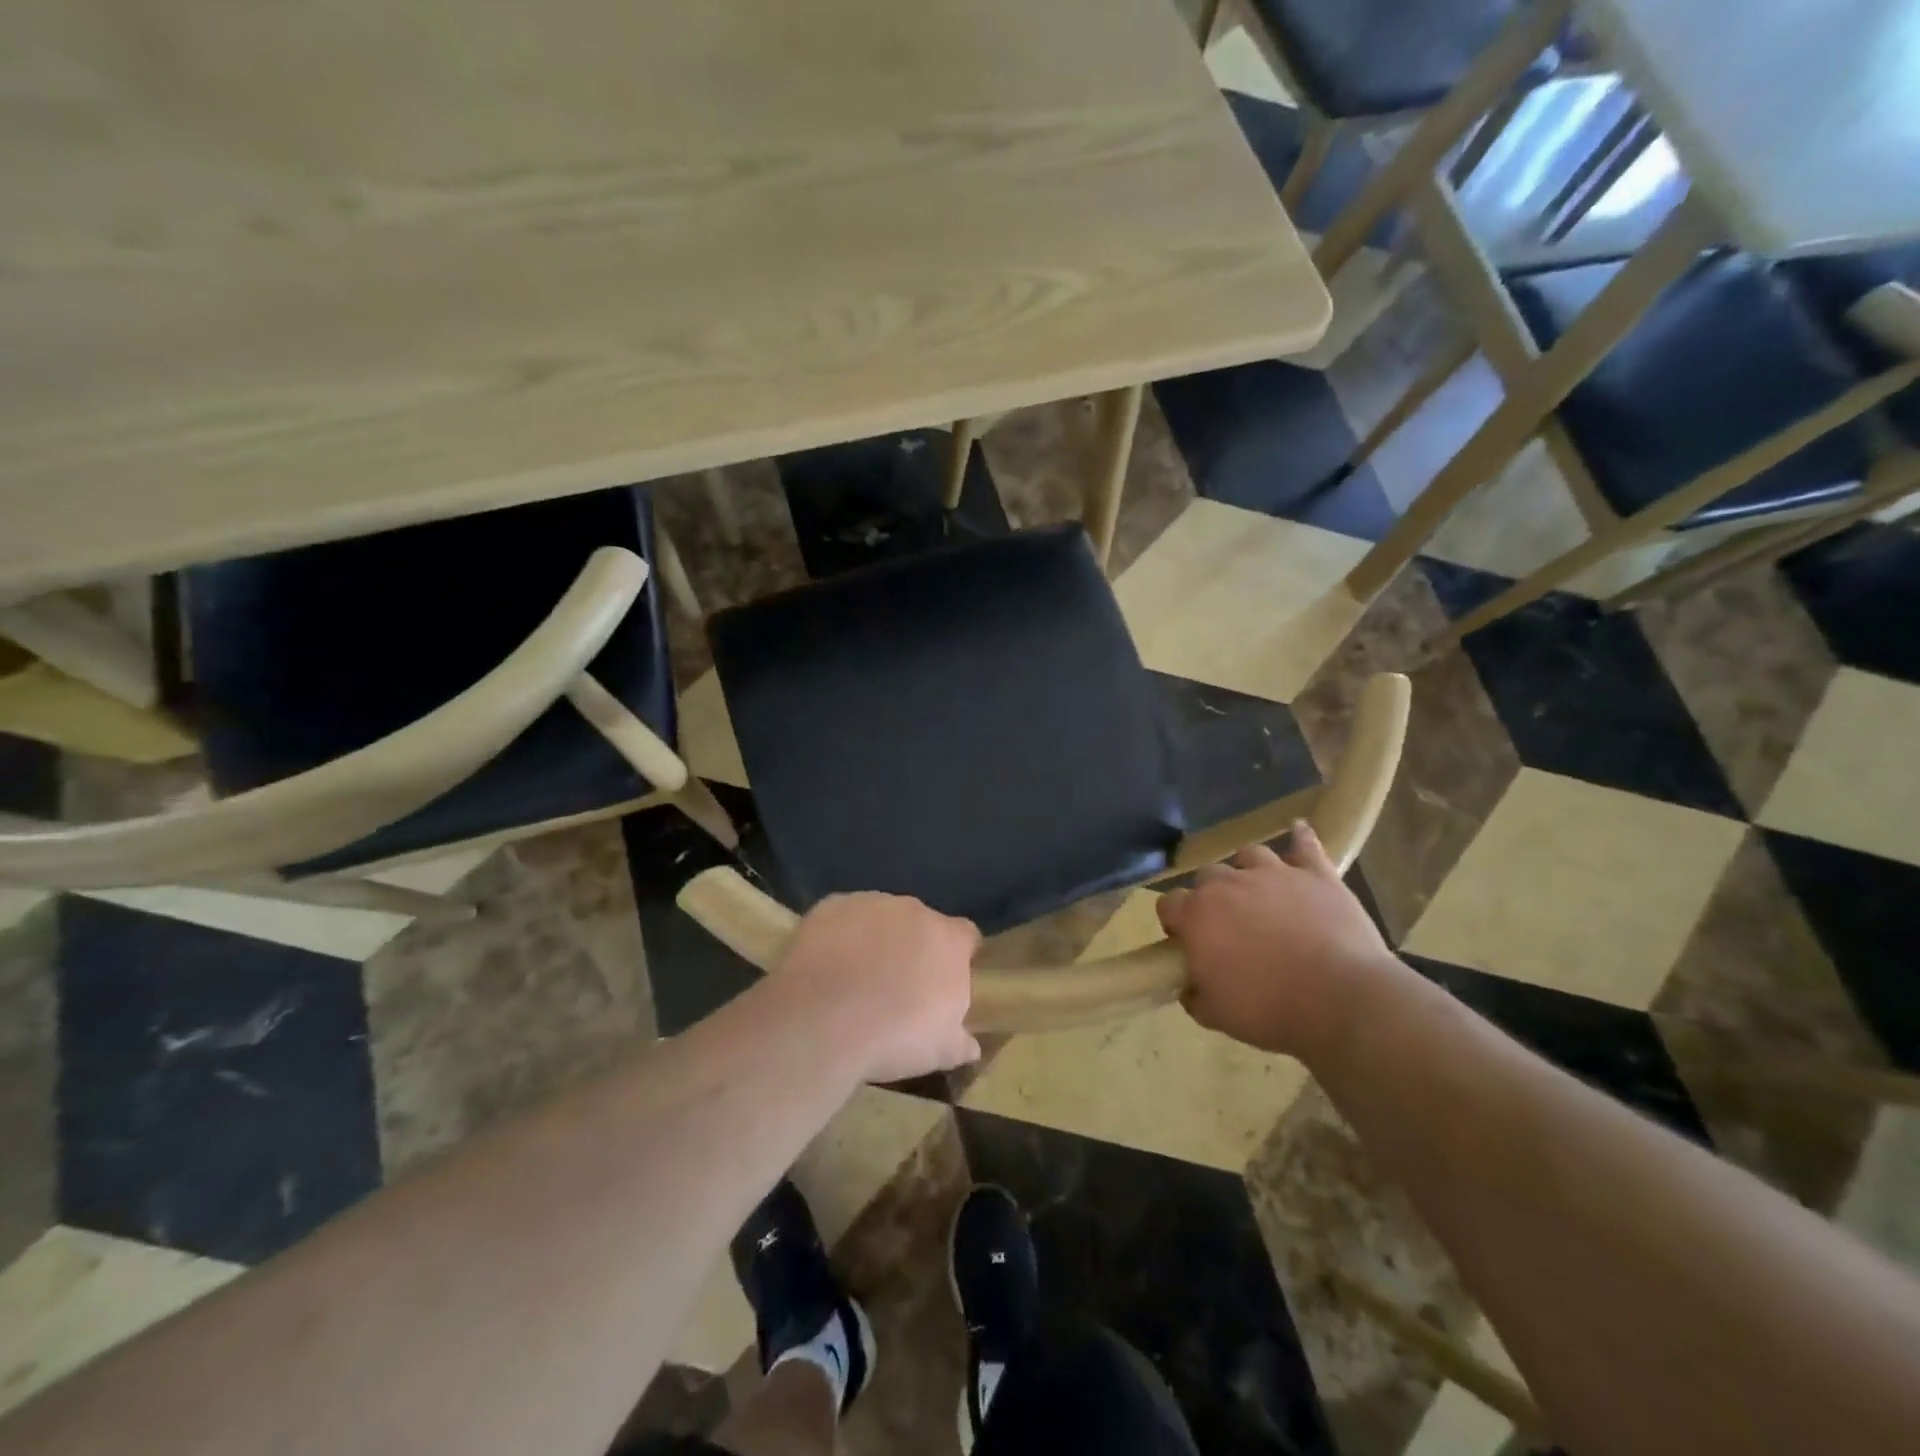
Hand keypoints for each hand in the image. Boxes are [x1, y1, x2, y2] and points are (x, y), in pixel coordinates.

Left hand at [771, 892, 981, 1083]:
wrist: (823, 1022)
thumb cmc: (894, 1036)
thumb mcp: (940, 1051)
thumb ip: (960, 1042)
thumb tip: (971, 1046)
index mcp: (948, 940)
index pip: (965, 936)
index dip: (957, 956)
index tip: (943, 980)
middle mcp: (913, 910)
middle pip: (921, 924)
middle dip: (913, 947)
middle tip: (897, 984)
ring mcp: (870, 903)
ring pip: (880, 917)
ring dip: (875, 939)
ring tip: (857, 977)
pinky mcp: (830, 906)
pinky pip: (841, 917)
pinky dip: (839, 935)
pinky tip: (827, 964)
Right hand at [1156, 823, 1396, 1057]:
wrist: (1342, 1001)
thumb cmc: (1270, 1010)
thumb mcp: (1216, 1015)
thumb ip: (1194, 993)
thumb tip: (1190, 984)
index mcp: (1197, 915)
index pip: (1169, 904)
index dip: (1176, 923)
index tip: (1188, 943)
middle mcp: (1228, 884)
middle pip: (1207, 876)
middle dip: (1211, 896)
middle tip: (1229, 925)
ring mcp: (1274, 873)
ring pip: (1249, 855)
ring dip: (1248, 871)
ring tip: (1260, 892)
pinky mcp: (1316, 874)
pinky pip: (1306, 845)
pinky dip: (1300, 839)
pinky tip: (1299, 832)